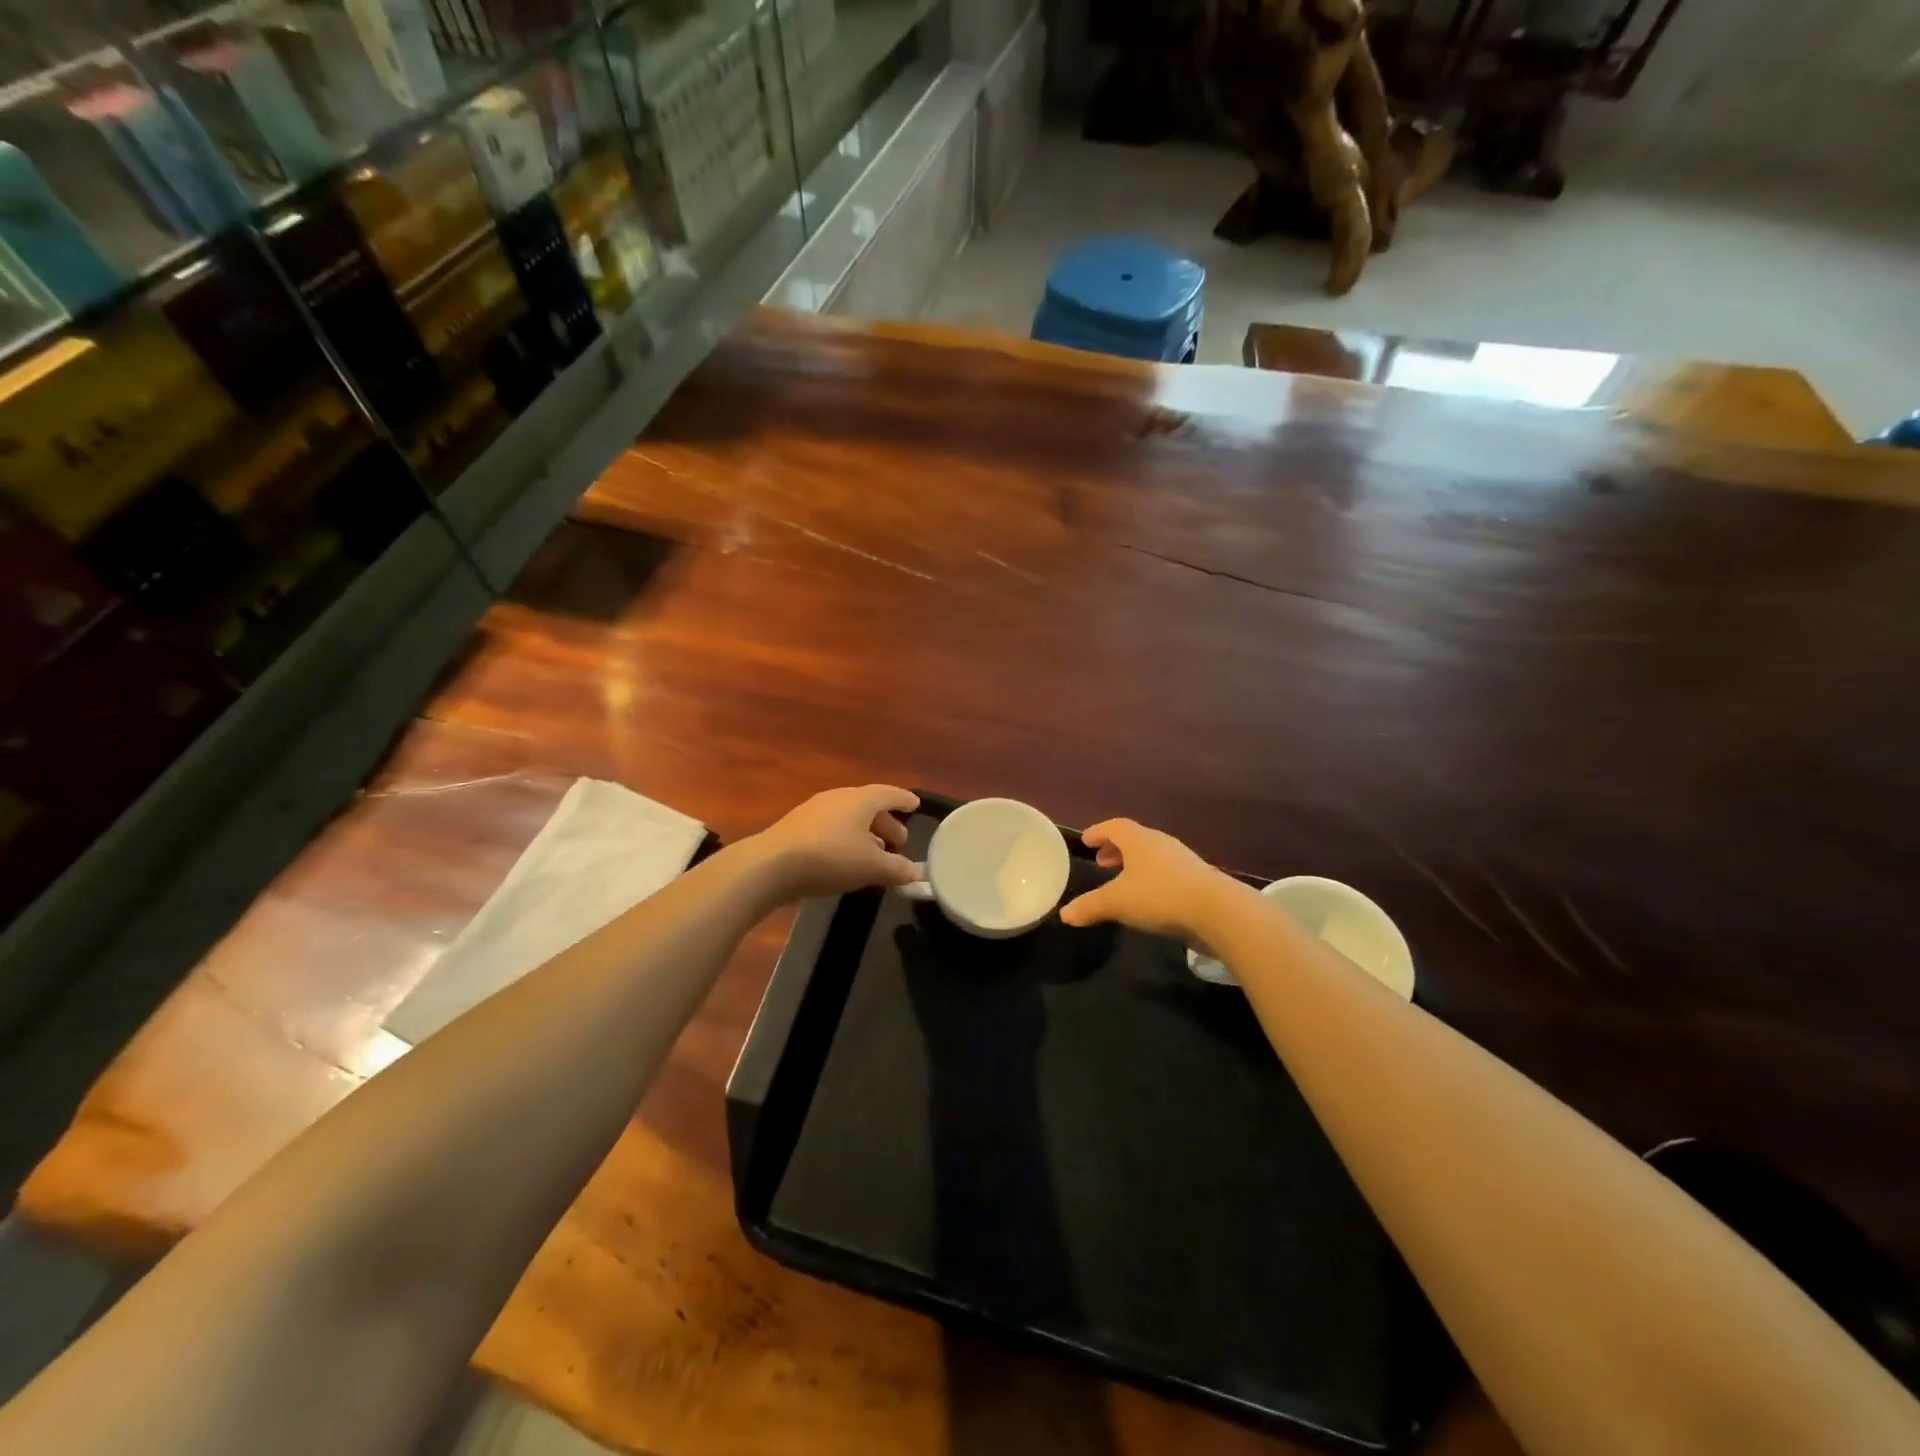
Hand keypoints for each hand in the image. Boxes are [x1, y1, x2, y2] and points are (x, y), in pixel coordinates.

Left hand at [752, 785, 920, 898]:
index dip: (905, 800)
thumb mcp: (872, 867)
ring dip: (866, 834)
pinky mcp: (797, 827)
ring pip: (849, 818)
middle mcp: (839, 797)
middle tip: (899, 843)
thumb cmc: (831, 858)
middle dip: (887, 824)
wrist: (772, 865)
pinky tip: (846, 860)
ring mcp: (815, 810)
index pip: (890, 794)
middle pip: (869, 806)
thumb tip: (914, 872)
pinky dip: (846, 840)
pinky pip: (832, 828)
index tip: (916, 805)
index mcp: (861, 799)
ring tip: (875, 854)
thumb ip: (897, 869)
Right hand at [1059, 818, 1233, 940]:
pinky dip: (1151, 877)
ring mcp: (1182, 859)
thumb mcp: (1117, 902)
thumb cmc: (1159, 896)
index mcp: (1138, 840)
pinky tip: (1148, 896)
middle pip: (1134, 839)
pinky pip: (1166, 870)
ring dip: (1134, 864)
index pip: (1114, 827)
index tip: (1086, 840)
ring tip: (1122, 880)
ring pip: (1151, 855)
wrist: (1216, 911)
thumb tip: (1064, 914)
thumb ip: (1090, 906)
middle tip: (1101, 861)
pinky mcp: (1197, 878)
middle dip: (1116, 849)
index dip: (1098, 832)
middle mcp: (1160, 843)